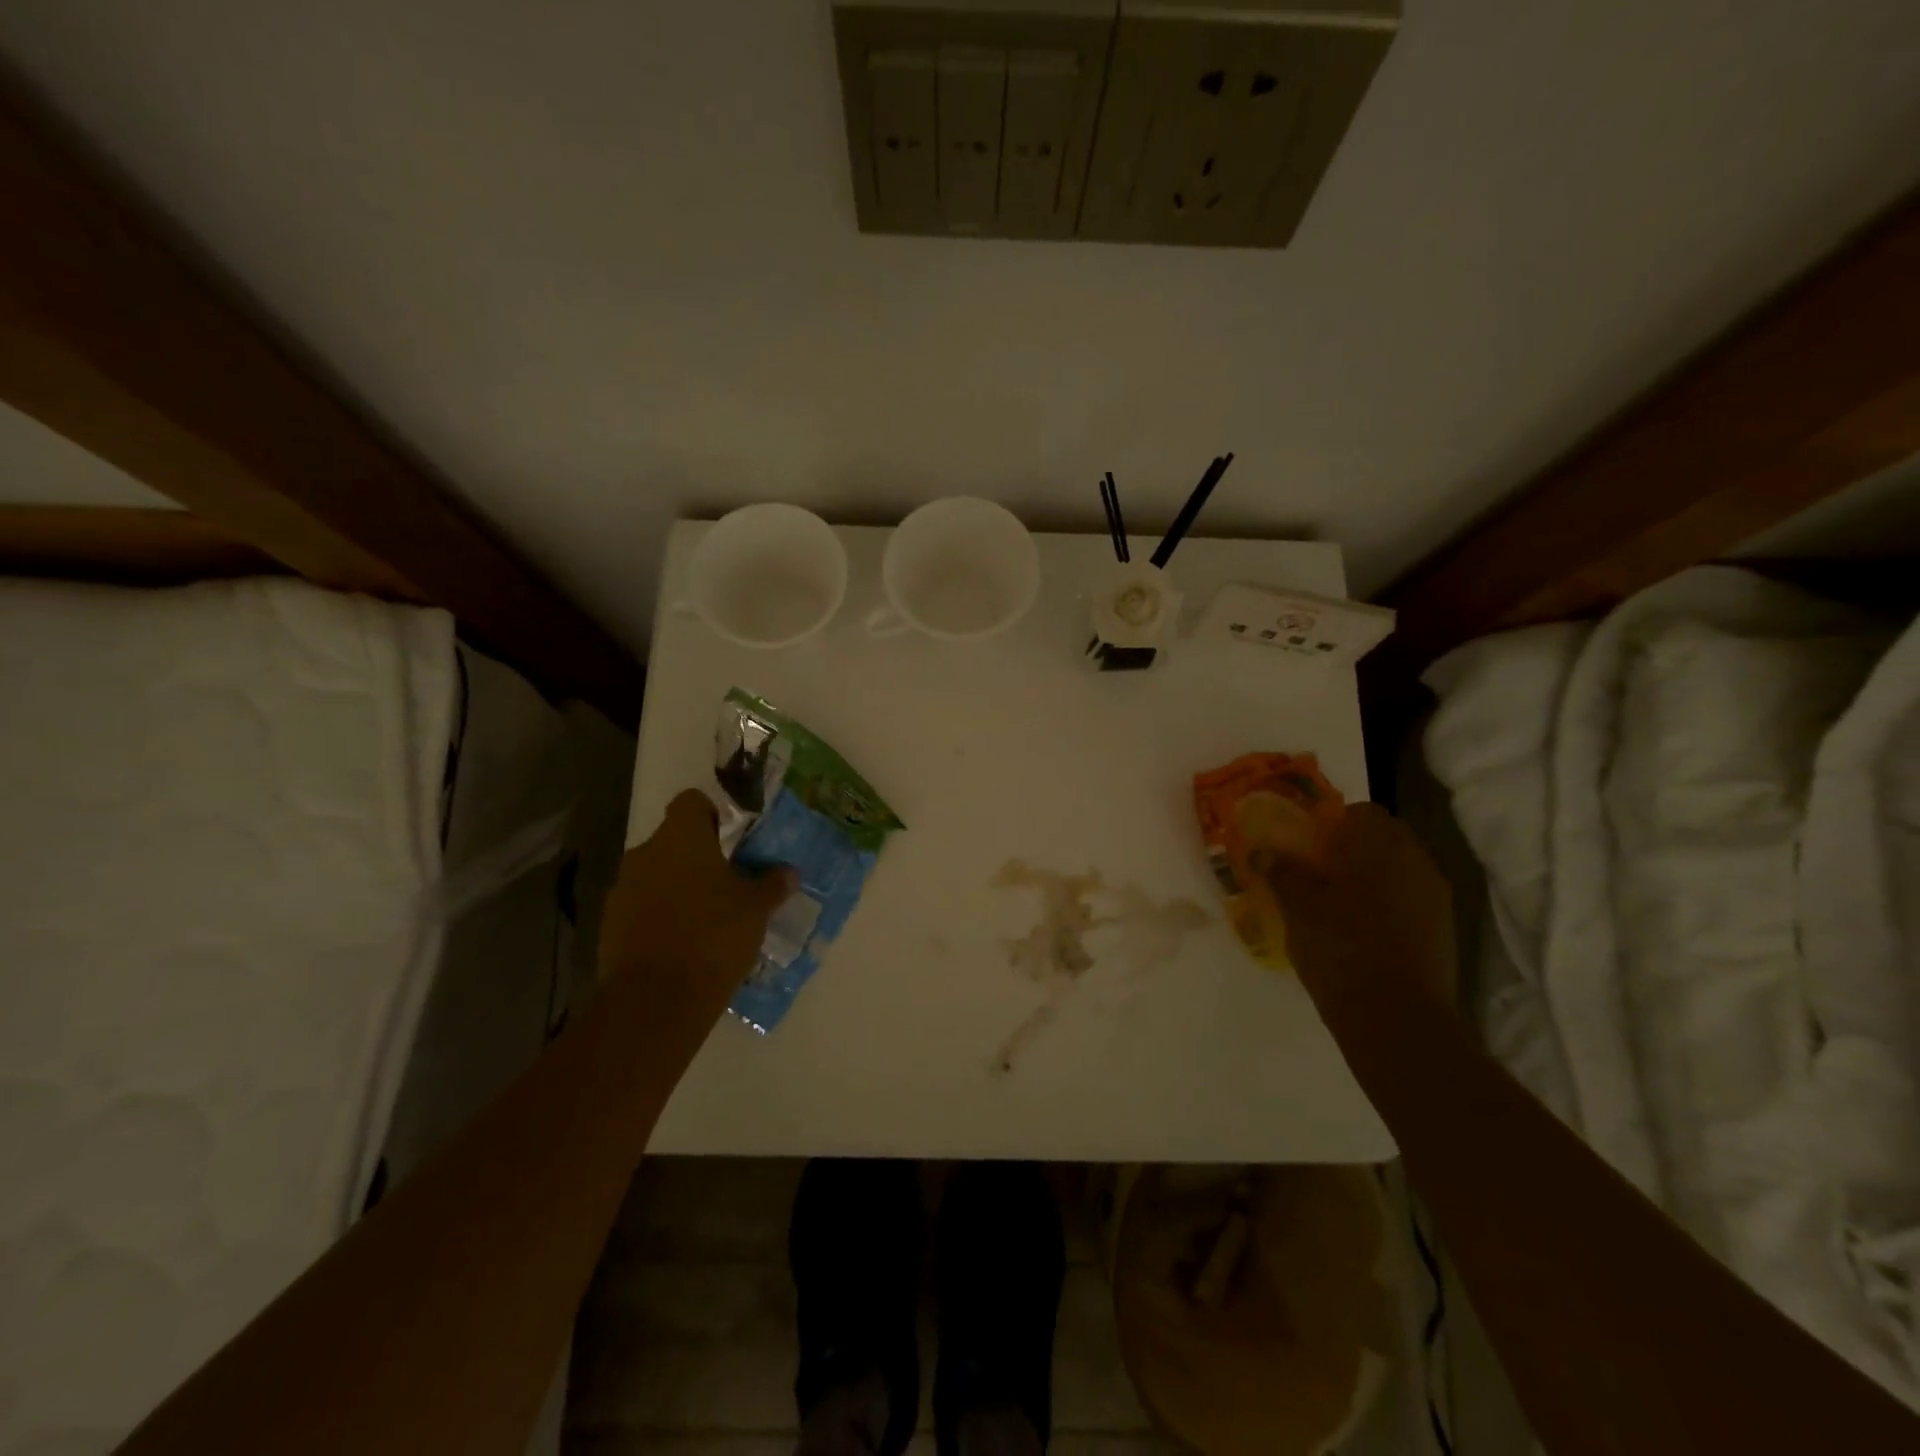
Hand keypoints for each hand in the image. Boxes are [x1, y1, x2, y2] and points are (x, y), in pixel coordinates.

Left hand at [598, 790, 797, 1025]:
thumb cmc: (713, 935)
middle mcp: (645, 854)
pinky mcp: (610, 925)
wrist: (655, 1000)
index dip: (712, 814)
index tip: (732, 840)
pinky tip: (685, 943)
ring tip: (708, 917)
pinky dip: (661, 916)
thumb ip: (772, 883)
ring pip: (657, 875)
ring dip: (678, 887)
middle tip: (729, 882)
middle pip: (673, 840)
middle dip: (699, 857)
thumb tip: (788, 872)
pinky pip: (642, 907)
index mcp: (680, 838)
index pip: (691, 802)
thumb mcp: (756, 908)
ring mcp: (622, 890)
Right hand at [1263, 802, 1456, 1013]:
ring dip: (1371, 878)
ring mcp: (1435, 898)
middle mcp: (1416, 861)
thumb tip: (1263, 851)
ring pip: (1399, 871)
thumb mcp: (1297, 905)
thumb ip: (1280, 871)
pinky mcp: (1442, 932)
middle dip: (1353, 849)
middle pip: (1384, 839)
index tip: (1308, 844)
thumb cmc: (1340, 946)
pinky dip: (1386, 906)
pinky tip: (1359, 931)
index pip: (1361, 811)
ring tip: (1335, 904)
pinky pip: (1410, 902)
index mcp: (1380, 844)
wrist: (1395, 1017)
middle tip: (1317, 871)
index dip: (1332, 822)